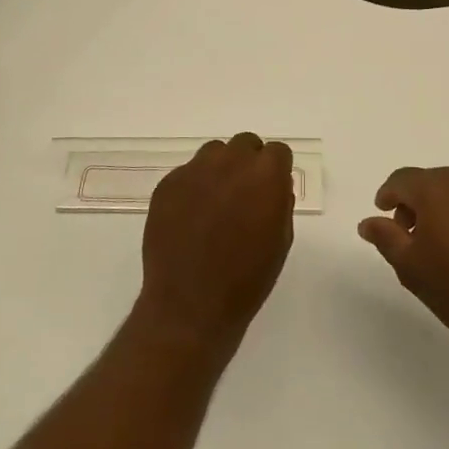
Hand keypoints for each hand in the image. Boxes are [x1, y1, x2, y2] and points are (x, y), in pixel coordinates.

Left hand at [136, 133, 294, 351]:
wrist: (191, 304)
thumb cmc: (247, 279)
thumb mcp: (280, 241)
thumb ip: (280, 203)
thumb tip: (274, 187)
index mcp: (265, 176)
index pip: (277, 151)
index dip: (276, 170)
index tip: (271, 189)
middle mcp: (230, 163)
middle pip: (245, 143)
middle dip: (248, 163)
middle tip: (244, 194)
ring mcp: (194, 171)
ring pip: (214, 153)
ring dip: (220, 169)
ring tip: (216, 203)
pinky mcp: (167, 184)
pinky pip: (187, 173)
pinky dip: (193, 187)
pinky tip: (190, 217)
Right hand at [359, 166, 448, 365]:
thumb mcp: (410, 266)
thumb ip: (385, 237)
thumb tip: (368, 221)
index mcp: (438, 188)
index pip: (402, 179)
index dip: (387, 195)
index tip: (381, 214)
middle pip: (429, 181)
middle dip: (413, 203)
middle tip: (405, 235)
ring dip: (438, 208)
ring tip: (434, 244)